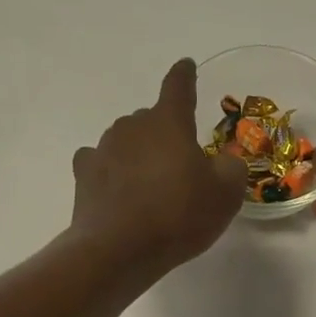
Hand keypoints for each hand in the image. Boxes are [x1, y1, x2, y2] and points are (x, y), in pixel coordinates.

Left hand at [71, 59, 247, 276]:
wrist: (119, 250)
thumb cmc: (179, 214)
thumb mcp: (225, 193)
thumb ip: (231, 168)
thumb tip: (223, 161)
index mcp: (169, 122)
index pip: (178, 86)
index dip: (185, 75)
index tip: (186, 66)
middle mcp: (133, 126)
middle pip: (152, 119)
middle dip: (166, 134)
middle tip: (180, 165)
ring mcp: (104, 148)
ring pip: (127, 140)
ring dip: (139, 153)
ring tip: (151, 185)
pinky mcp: (84, 174)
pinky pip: (100, 161)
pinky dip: (111, 169)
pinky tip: (117, 187)